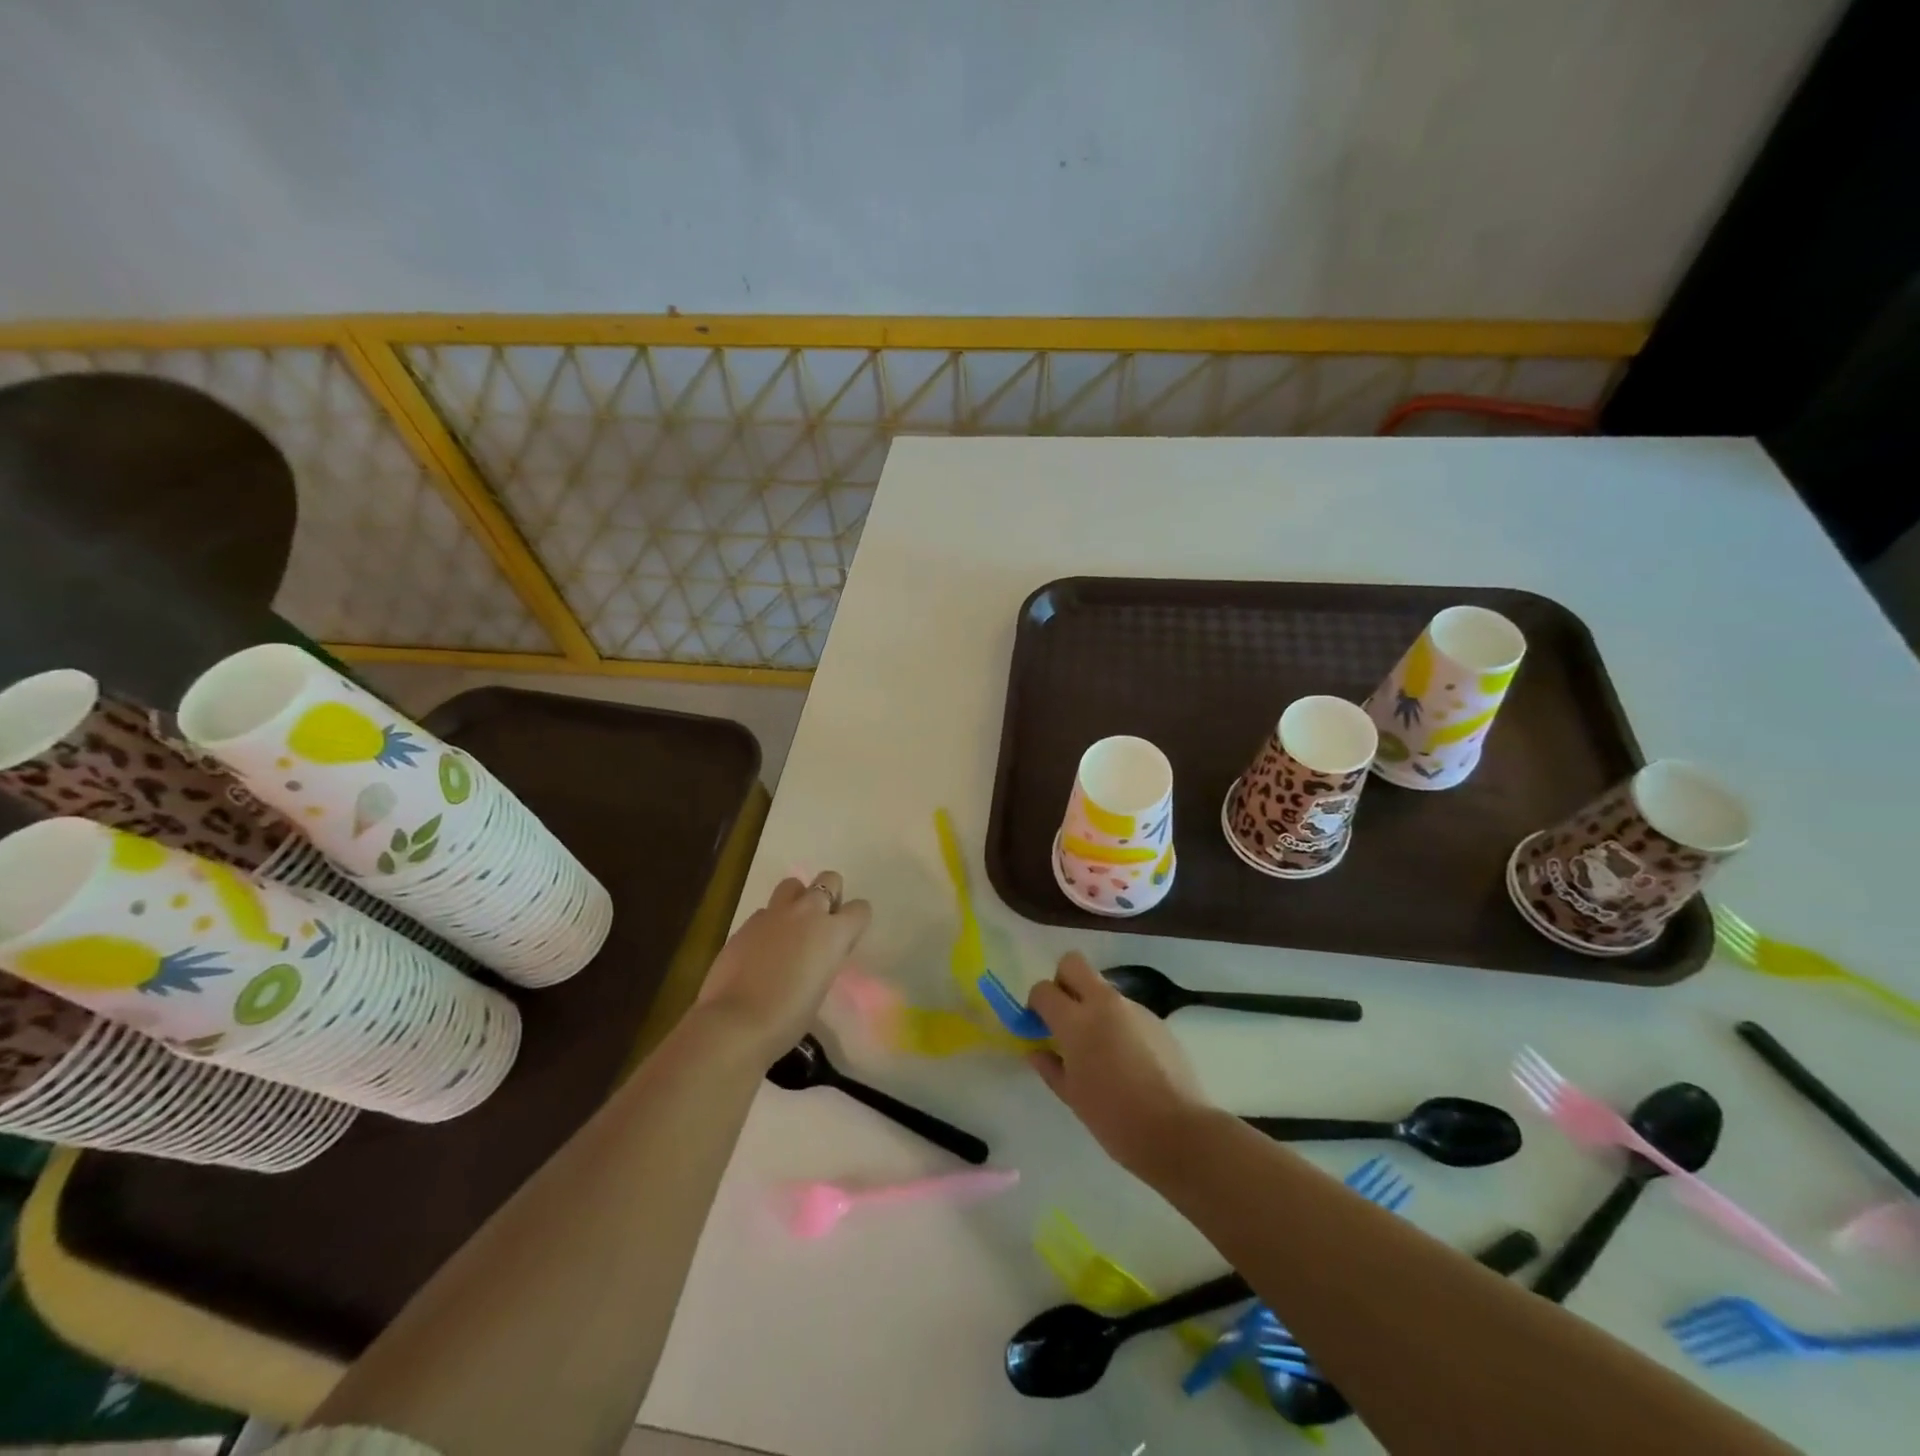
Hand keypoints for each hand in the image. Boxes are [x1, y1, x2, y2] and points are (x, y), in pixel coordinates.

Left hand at [696, 872, 871, 1061]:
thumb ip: (825, 958)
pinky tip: (761, 948)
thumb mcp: (822, 987)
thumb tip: (818, 952)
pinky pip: (766, 911)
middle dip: (830, 894)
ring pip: (793, 884)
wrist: (736, 1022)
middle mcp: (807, 912)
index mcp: (833, 932)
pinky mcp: (747, 923)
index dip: (855, 921)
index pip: (860, 909)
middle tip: (821, 923)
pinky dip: (769, 923)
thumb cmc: (789, 1017)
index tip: (846, 939)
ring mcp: (774, 913)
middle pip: (829, 879)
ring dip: (797, 899)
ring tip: (791, 927)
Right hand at [1028, 952, 1210, 1176]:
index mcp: (1076, 1022)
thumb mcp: (1072, 1097)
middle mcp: (1104, 1004)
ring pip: (1102, 988)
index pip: (1044, 989)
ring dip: (1092, 1005)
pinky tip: (1126, 1059)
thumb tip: (1036, 1051)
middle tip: (1064, 1016)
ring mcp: (1134, 1008)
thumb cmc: (1114, 1118)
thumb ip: (1050, 1066)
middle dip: (1062, 981)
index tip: (1038, 1025)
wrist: (1177, 1131)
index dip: (1036, 1003)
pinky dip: (1118, 1023)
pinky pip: (1126, 1009)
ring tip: (1100, 1047)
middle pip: (1073, 964)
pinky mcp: (1156, 1019)